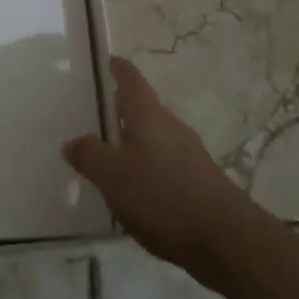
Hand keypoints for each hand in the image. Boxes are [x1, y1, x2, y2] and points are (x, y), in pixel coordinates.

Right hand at [64, 57, 253, 289]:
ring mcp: (189, 155)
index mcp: (148, 116)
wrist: (225, 238)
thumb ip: (89, 155)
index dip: (119, 69)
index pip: (131, 81)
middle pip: (144, 109)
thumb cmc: (161, 195)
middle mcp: (171, 128)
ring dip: (133, 141)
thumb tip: (73, 141)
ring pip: (155, 138)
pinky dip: (146, 168)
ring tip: (108, 154)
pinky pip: (164, 165)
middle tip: (96, 113)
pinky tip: (134, 189)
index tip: (109, 60)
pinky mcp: (199, 183)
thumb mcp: (112, 175)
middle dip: (122, 109)